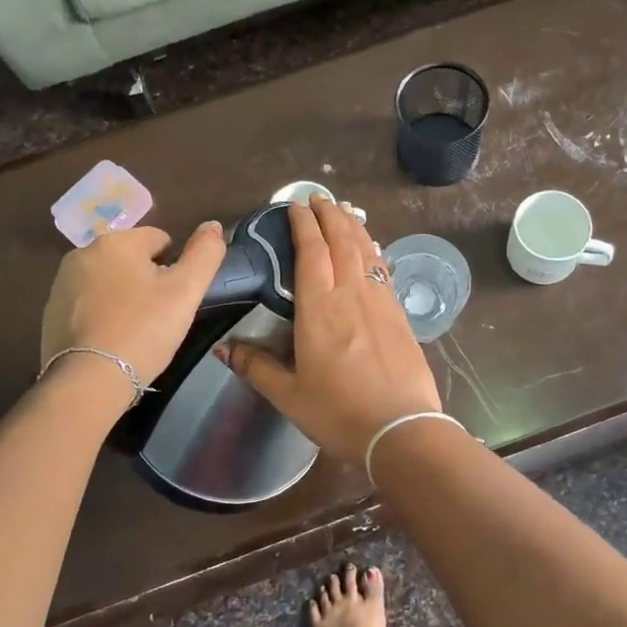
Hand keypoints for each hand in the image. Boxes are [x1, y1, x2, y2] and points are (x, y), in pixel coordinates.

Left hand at [40, 223, 227, 385]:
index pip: (159, 239)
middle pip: (131, 259)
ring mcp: (62, 284)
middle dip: (146, 280)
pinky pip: (88, 304)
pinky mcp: (50, 313)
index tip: (174, 298)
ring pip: (109, 281)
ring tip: (134, 330)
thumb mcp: (186, 290)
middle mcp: (82, 254)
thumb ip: (205, 252)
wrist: (89, 381)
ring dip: (124, 296)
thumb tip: (213, 225)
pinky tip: (111, 340)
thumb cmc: (143, 330)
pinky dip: (102, 315)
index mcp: (115, 242)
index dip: (174, 267)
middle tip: (158, 316)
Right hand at [219, 196, 441, 462]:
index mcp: (319, 309)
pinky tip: (372, 249)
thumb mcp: (289, 395)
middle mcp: (351, 295)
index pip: (311, 253)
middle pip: (341, 242)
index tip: (295, 205)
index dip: (303, 225)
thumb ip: (256, 367)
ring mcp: (380, 302)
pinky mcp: (399, 315)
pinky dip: (374, 251)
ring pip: (366, 251)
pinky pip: (383, 270)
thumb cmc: (339, 413)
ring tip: (344, 210)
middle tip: (319, 197)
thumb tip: (224, 348)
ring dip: (353, 226)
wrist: (402, 429)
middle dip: (329, 215)